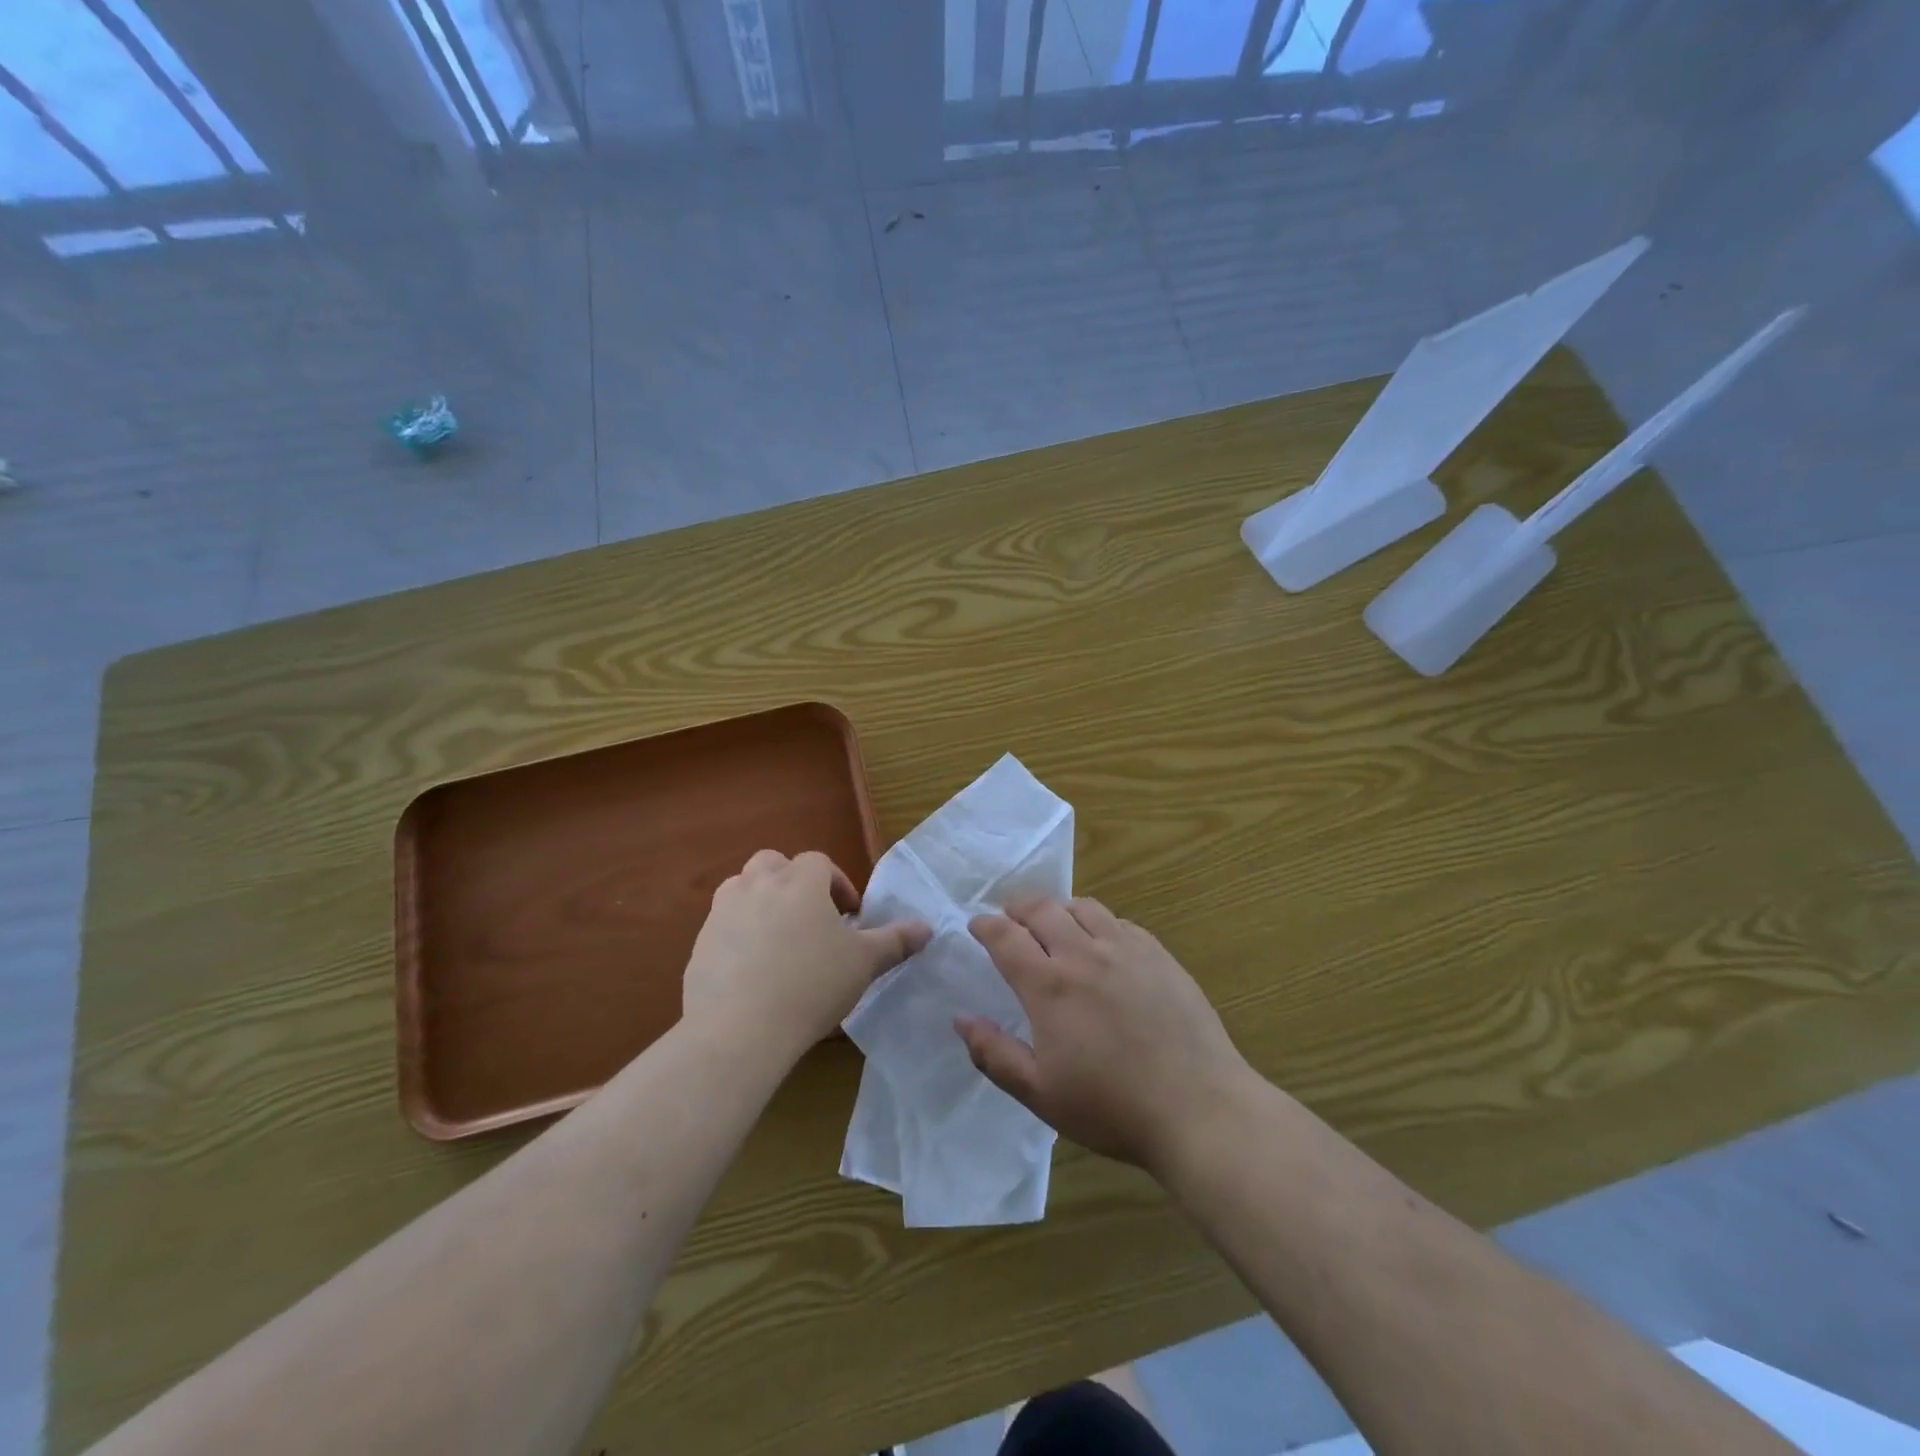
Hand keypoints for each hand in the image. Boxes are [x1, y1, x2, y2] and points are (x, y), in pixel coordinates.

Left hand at [683, 849, 930, 1063]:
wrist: (740, 1030)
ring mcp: (722, 912)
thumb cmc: (812, 986)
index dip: (837, 884)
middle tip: (810, 917)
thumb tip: (927, 928)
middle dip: (793, 882)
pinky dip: (738, 935)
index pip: (820, 863)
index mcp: (799, 881)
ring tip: (780, 939)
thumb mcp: (863, 963)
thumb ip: (895, 941)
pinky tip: (752, 971)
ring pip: (742, 889)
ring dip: (761, 901)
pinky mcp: (700, 944)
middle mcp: (757, 884)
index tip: (849, 916)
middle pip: (774, 864)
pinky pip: (722, 927)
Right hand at [958, 898, 1251, 1172]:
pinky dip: (1098, 922)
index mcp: (1050, 986)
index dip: (986, 926)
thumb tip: (961, 1019)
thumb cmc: (1112, 1107)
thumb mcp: (1040, 1093)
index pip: (1006, 937)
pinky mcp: (1159, 955)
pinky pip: (1120, 922)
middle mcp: (1084, 954)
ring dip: (1058, 909)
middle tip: (1010, 919)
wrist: (1198, 1107)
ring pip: (1083, 907)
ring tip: (1054, 924)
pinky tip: (1102, 943)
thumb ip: (994, 1054)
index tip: (976, 925)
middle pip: (1042, 909)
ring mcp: (1126, 949)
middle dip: (1018, 909)